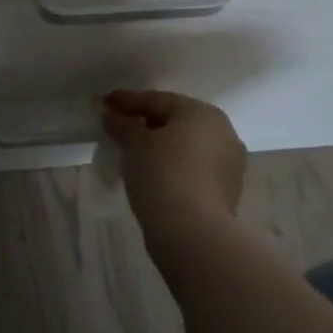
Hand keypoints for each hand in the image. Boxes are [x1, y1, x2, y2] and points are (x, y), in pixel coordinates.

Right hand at [102, 89, 247, 257]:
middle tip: (117, 125)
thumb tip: (109, 115)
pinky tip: (151, 172)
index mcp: (203, 113)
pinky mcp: (226, 191)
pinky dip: (172, 165)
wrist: (192, 232)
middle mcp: (223, 133)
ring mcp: (228, 164)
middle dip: (145, 122)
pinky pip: (192, 168)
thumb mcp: (134, 143)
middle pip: (175, 121)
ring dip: (159, 145)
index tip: (104, 103)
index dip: (126, 101)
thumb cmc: (162, 173)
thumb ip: (121, 124)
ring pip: (185, 146)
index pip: (157, 100)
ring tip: (131, 150)